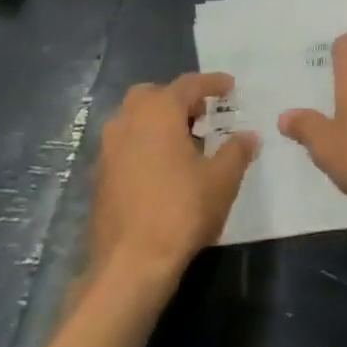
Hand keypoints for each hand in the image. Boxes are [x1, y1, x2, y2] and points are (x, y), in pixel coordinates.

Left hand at [92, 73, 256, 286]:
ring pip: (133, 120)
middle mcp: (127, 123)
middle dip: (177, 99)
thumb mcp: (223, 179)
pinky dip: (144, 146)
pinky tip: (164, 169)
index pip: (188, 85)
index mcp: (158, 113)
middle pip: (152, 96)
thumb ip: (237, 150)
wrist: (131, 263)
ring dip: (158, 122)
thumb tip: (248, 136)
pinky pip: (125, 146)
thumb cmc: (182, 210)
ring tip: (185, 142)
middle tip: (202, 114)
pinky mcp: (99, 178)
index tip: (230, 86)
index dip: (212, 83)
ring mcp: (107, 151)